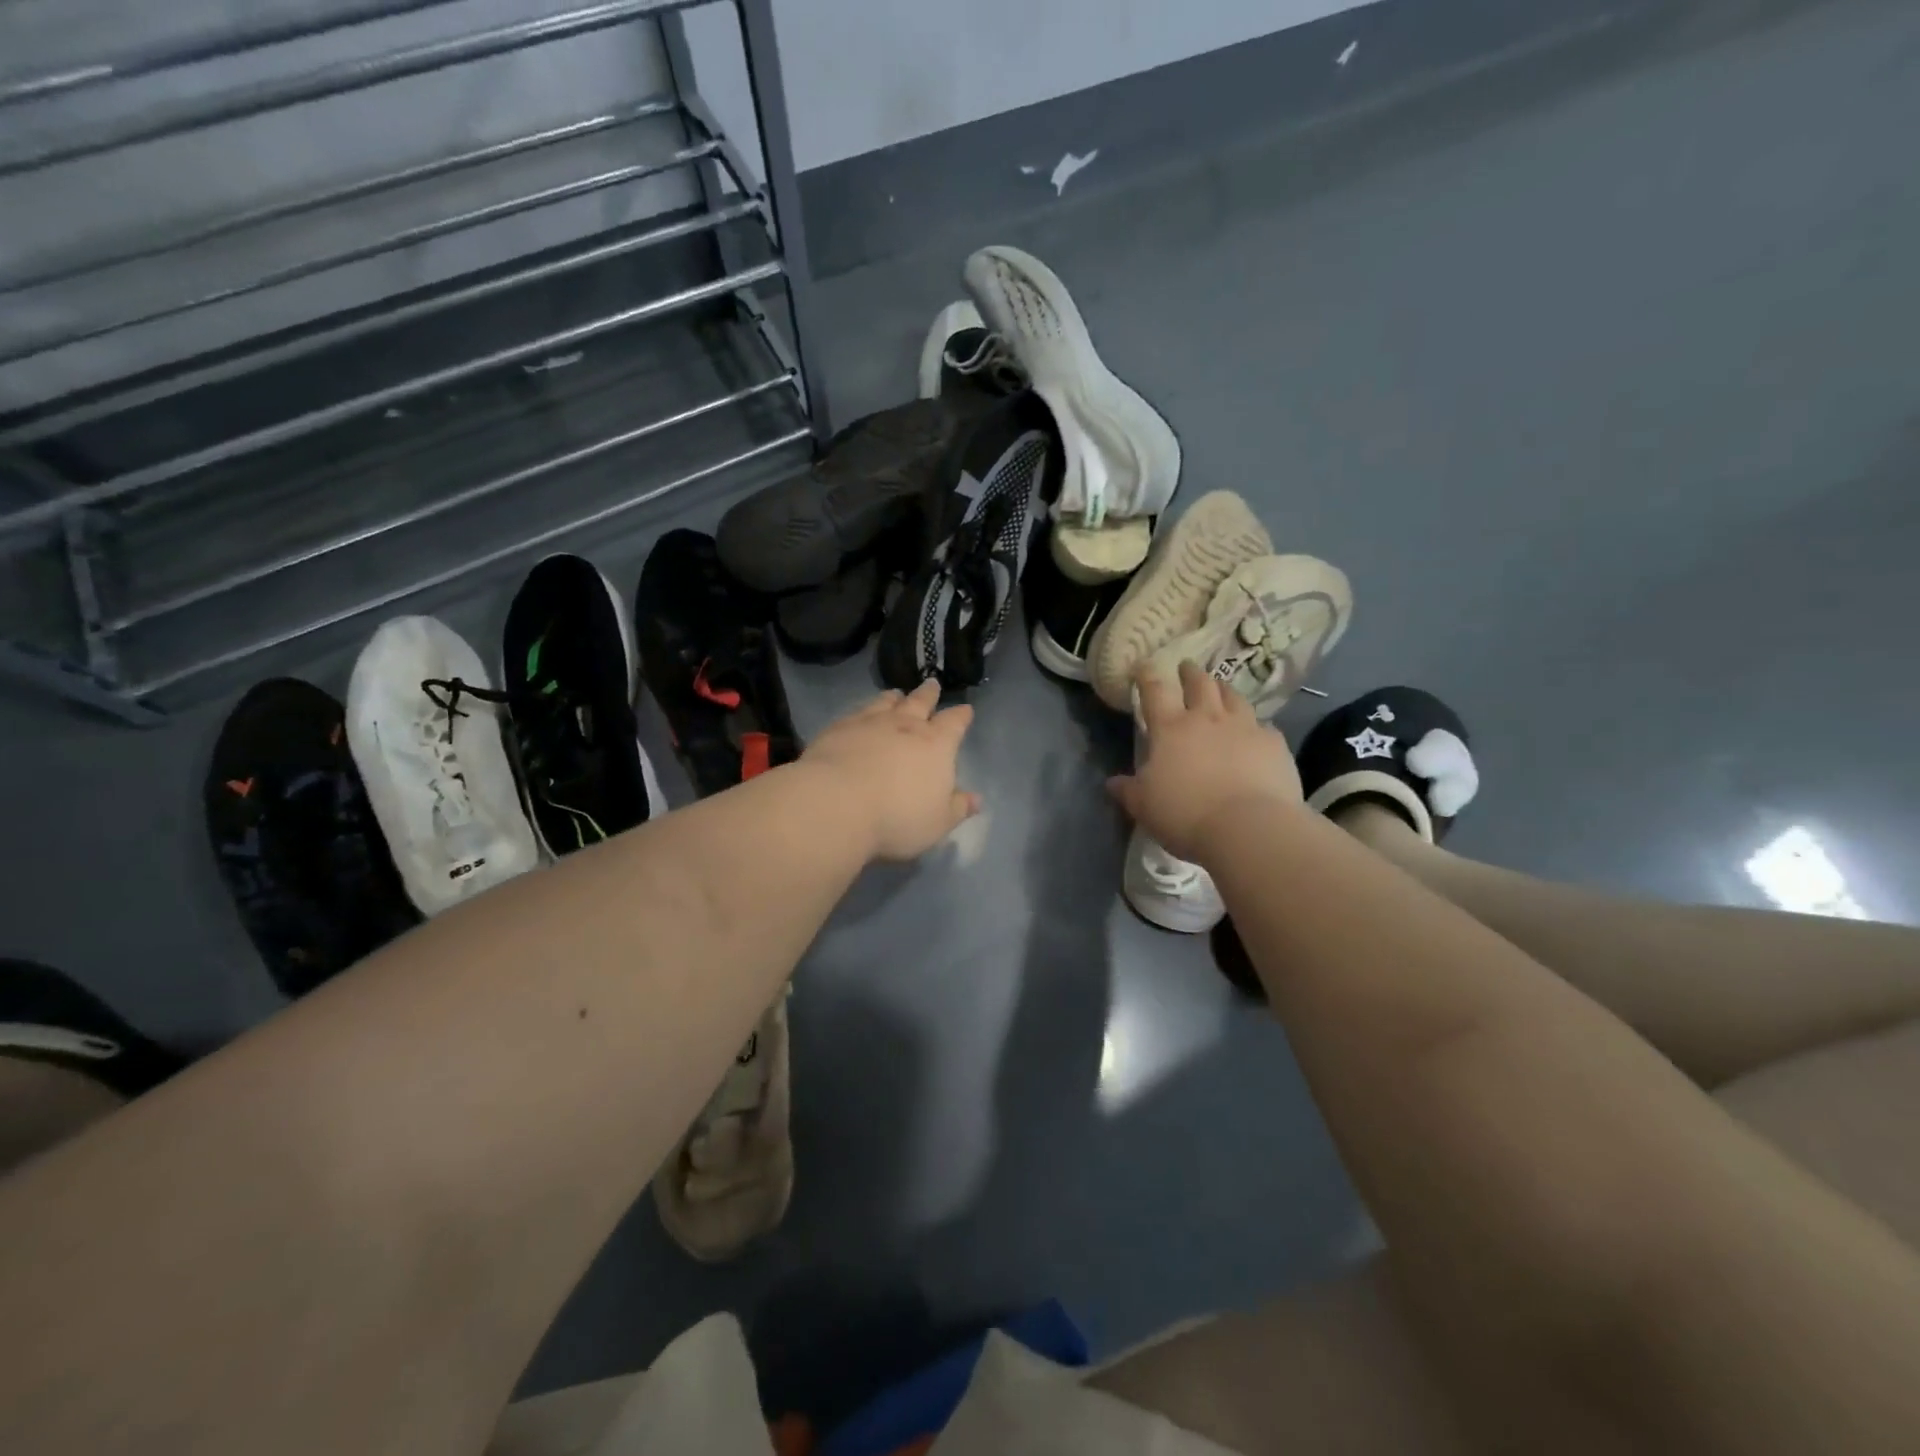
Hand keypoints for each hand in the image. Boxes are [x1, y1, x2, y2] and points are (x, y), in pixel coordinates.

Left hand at [803, 680, 980, 860]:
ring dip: (894, 698)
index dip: (961, 716)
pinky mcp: (839, 728)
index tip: (965, 709)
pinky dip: (864, 709)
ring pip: (886, 702)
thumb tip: (976, 800)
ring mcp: (870, 723)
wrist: (837, 804)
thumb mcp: (937, 822)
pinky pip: (856, 712)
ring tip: (896, 694)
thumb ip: (957, 808)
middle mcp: (905, 726)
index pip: (954, 723)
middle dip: (929, 694)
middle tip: (932, 684)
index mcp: (936, 745)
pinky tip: (860, 713)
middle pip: (920, 702)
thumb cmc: (898, 817)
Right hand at [1107, 661, 1301, 860]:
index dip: (1147, 676)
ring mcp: (1245, 728)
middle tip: (1187, 667)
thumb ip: (1128, 791)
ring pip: (1233, 697)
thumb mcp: (1144, 807)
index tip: (1144, 667)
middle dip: (1190, 673)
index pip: (1155, 691)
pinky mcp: (1274, 744)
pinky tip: (1255, 734)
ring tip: (1220, 689)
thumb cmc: (1186, 814)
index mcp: (1170, 729)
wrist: (1248, 828)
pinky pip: (1263, 727)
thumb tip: (1113, 782)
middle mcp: (1207, 719)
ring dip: (1223, 689)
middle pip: (1199, 683)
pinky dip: (1255, 727)